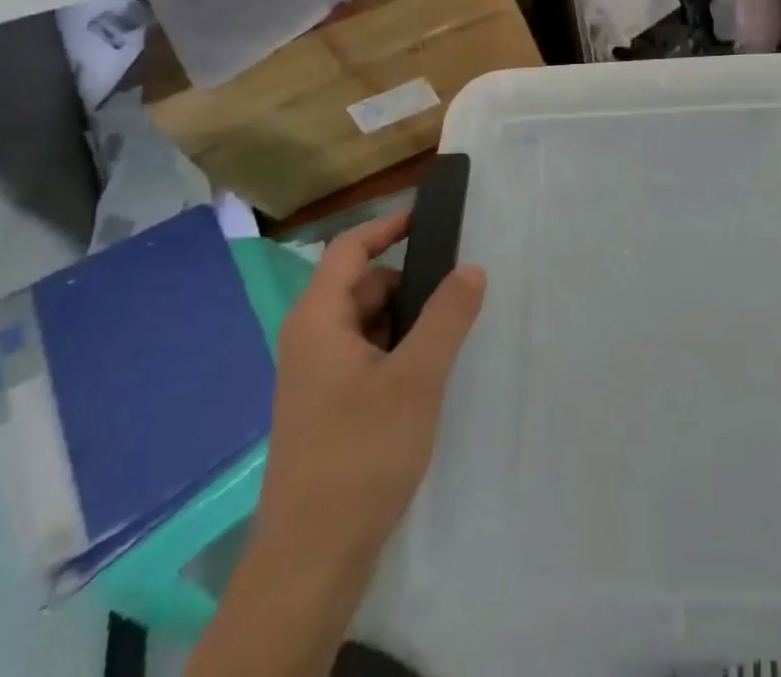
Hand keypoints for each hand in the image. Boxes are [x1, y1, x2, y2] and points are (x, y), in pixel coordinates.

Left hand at [258, 209, 486, 559]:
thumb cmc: (360, 456)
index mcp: (317, 320)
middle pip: (361, 284)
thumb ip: (446, 317)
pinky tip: (425, 374)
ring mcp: (315, 375)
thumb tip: (471, 267)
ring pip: (365, 321)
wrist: (311, 561)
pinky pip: (364, 354)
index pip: (349, 248)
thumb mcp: (415, 379)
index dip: (388, 225)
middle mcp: (309, 339)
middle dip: (407, 281)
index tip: (431, 218)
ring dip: (404, 319)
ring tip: (448, 335)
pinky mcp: (326, 405)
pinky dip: (394, 349)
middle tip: (456, 291)